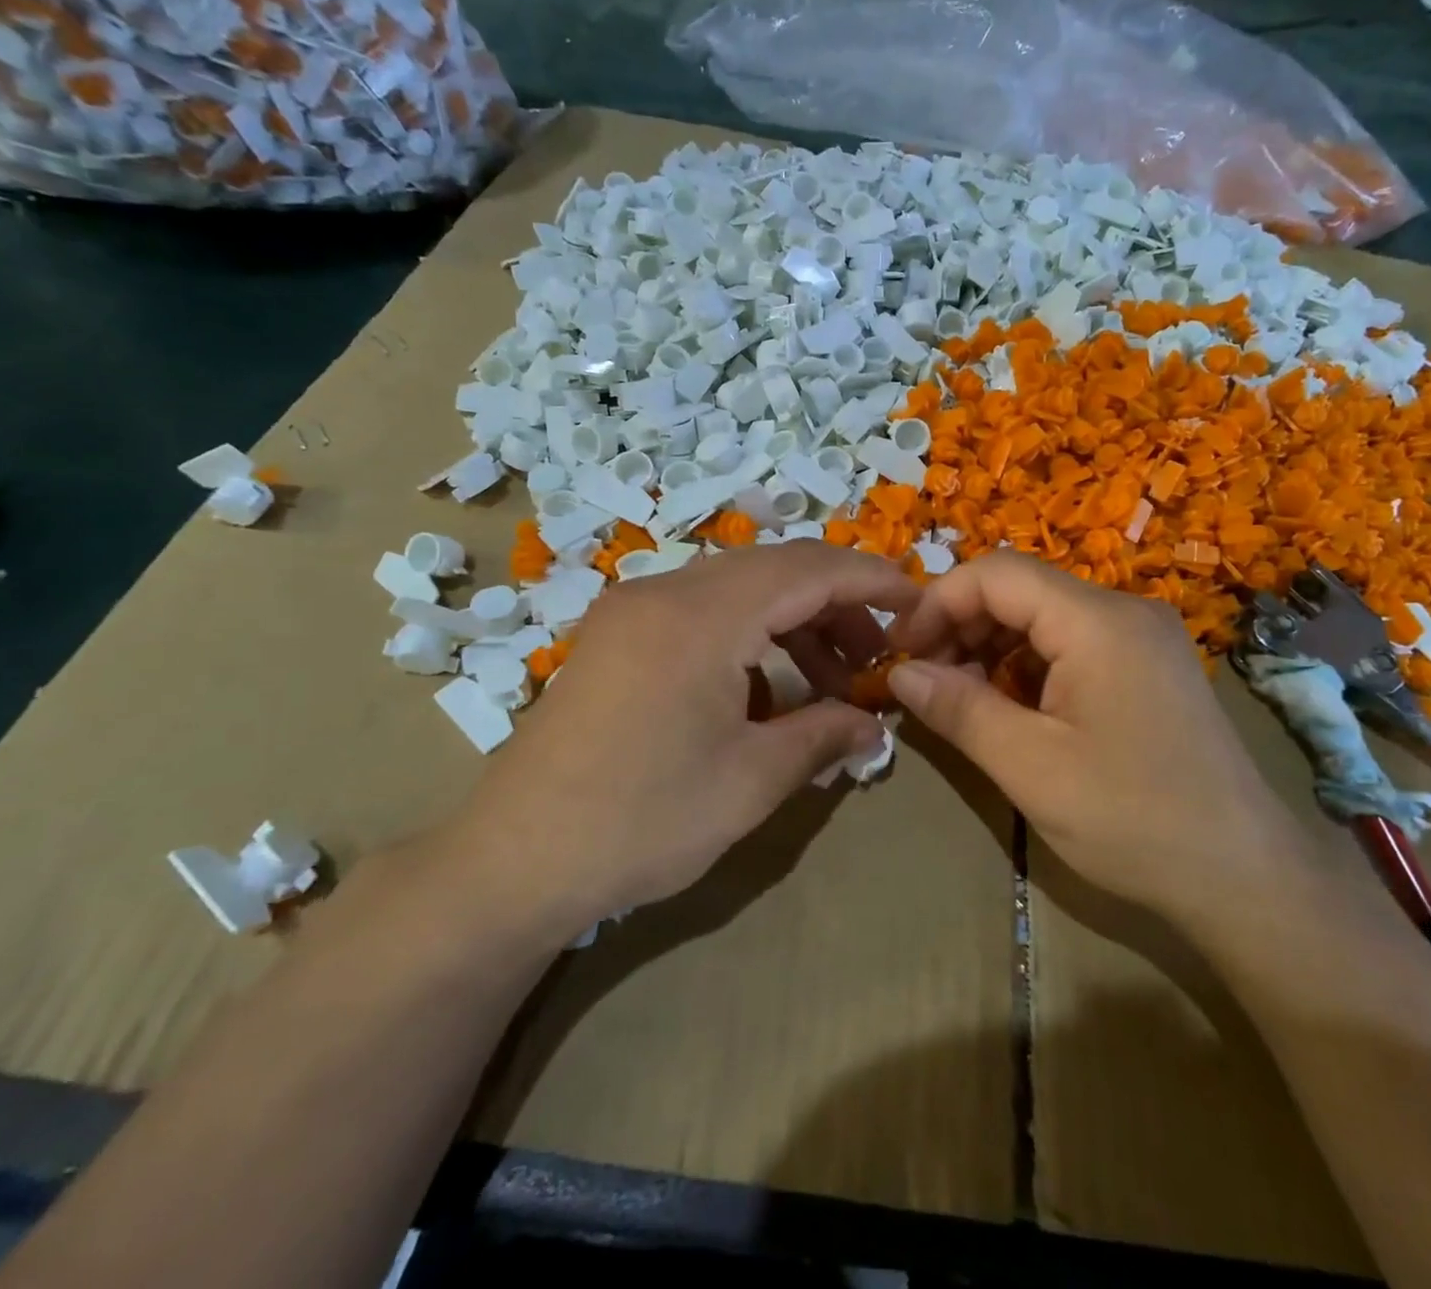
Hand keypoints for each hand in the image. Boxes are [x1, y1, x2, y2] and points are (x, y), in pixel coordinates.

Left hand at [435, 542, 920, 947]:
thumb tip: (875, 724)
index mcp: (701, 616)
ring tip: (831, 680)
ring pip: (737, 589)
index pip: (807, 569)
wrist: (514, 861)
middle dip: (836, 604)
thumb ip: (823, 736)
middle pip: (774, 569)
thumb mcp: (751, 781)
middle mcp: (664, 591)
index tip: (916, 602)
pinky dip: (749, 635)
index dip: (870, 579)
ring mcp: (632, 610)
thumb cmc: (642, 821)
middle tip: (877, 655)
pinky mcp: (616, 635)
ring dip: (793, 622)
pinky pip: (702, 611)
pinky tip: (767, 688)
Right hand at [887, 551, 1303, 919]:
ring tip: (958, 696)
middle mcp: (1123, 611)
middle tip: (923, 678)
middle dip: (960, 624)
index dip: (937, 602)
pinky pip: (1070, 644)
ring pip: (1043, 616)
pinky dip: (1026, 665)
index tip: (900, 651)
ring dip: (990, 646)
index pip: (997, 574)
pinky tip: (1007, 706)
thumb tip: (899, 672)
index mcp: (1098, 622)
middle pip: (1020, 589)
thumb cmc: (1133, 820)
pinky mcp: (1147, 667)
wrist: (1246, 878)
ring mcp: (1140, 638)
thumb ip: (959, 709)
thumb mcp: (1030, 768)